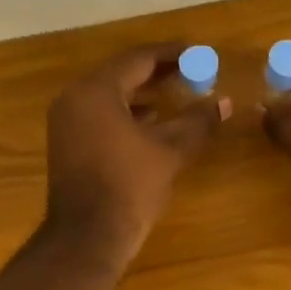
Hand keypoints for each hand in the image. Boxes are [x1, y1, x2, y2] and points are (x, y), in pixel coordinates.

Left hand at [45, 44, 228, 269]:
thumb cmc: (130, 187)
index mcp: (97, 91)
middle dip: (158, 70)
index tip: (199, 52)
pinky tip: (151, 121)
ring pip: (109, 92)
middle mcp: (75, 97)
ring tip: (176, 92)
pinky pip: (99, 111)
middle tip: (191, 69)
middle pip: (121, 72)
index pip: (138, 58)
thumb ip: (198, 122)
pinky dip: (126, 110)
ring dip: (142, 90)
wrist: (87, 237)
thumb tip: (224, 102)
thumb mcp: (170, 151)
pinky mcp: (66, 140)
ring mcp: (66, 120)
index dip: (172, 54)